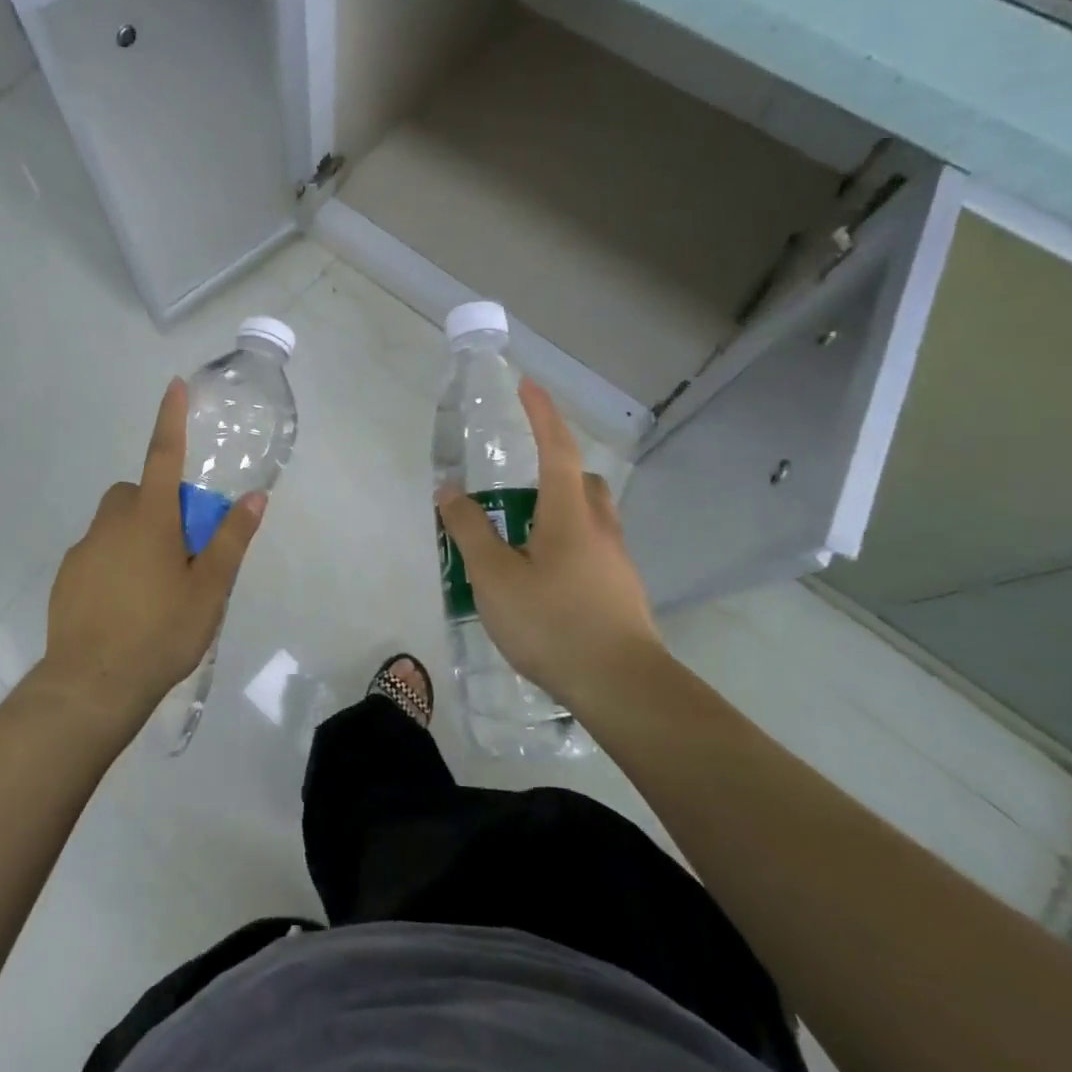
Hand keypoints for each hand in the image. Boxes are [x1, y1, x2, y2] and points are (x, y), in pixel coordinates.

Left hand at [29, 378, 265, 729]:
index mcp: (150, 519)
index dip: (170, 419)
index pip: (163, 456)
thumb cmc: (160, 632)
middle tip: (180, 549)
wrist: (92, 684)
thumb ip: (231, 540)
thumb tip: (255, 498)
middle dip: (156, 504)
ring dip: (135, 536)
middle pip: (136, 493)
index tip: (173, 385)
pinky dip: (113, 563)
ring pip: (114, 524)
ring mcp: (84, 549)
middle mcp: (112, 523)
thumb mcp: (209, 589)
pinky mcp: (66, 576)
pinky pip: (96, 553)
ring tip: (154, 586)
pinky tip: (125, 606)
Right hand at [436, 378, 661, 700]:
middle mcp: (599, 528)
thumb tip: (449, 490)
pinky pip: (593, 550)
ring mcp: (617, 562)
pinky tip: (545, 581)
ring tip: (523, 539)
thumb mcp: (493, 577)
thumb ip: (469, 530)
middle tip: (518, 486)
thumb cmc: (552, 622)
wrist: (622, 686)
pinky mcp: (622, 591)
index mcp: (568, 514)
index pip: (556, 448)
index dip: (542, 414)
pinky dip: (568, 546)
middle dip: (554, 468)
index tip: (528, 385)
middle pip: (581, 481)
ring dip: (560, 511)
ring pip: (590, 517)